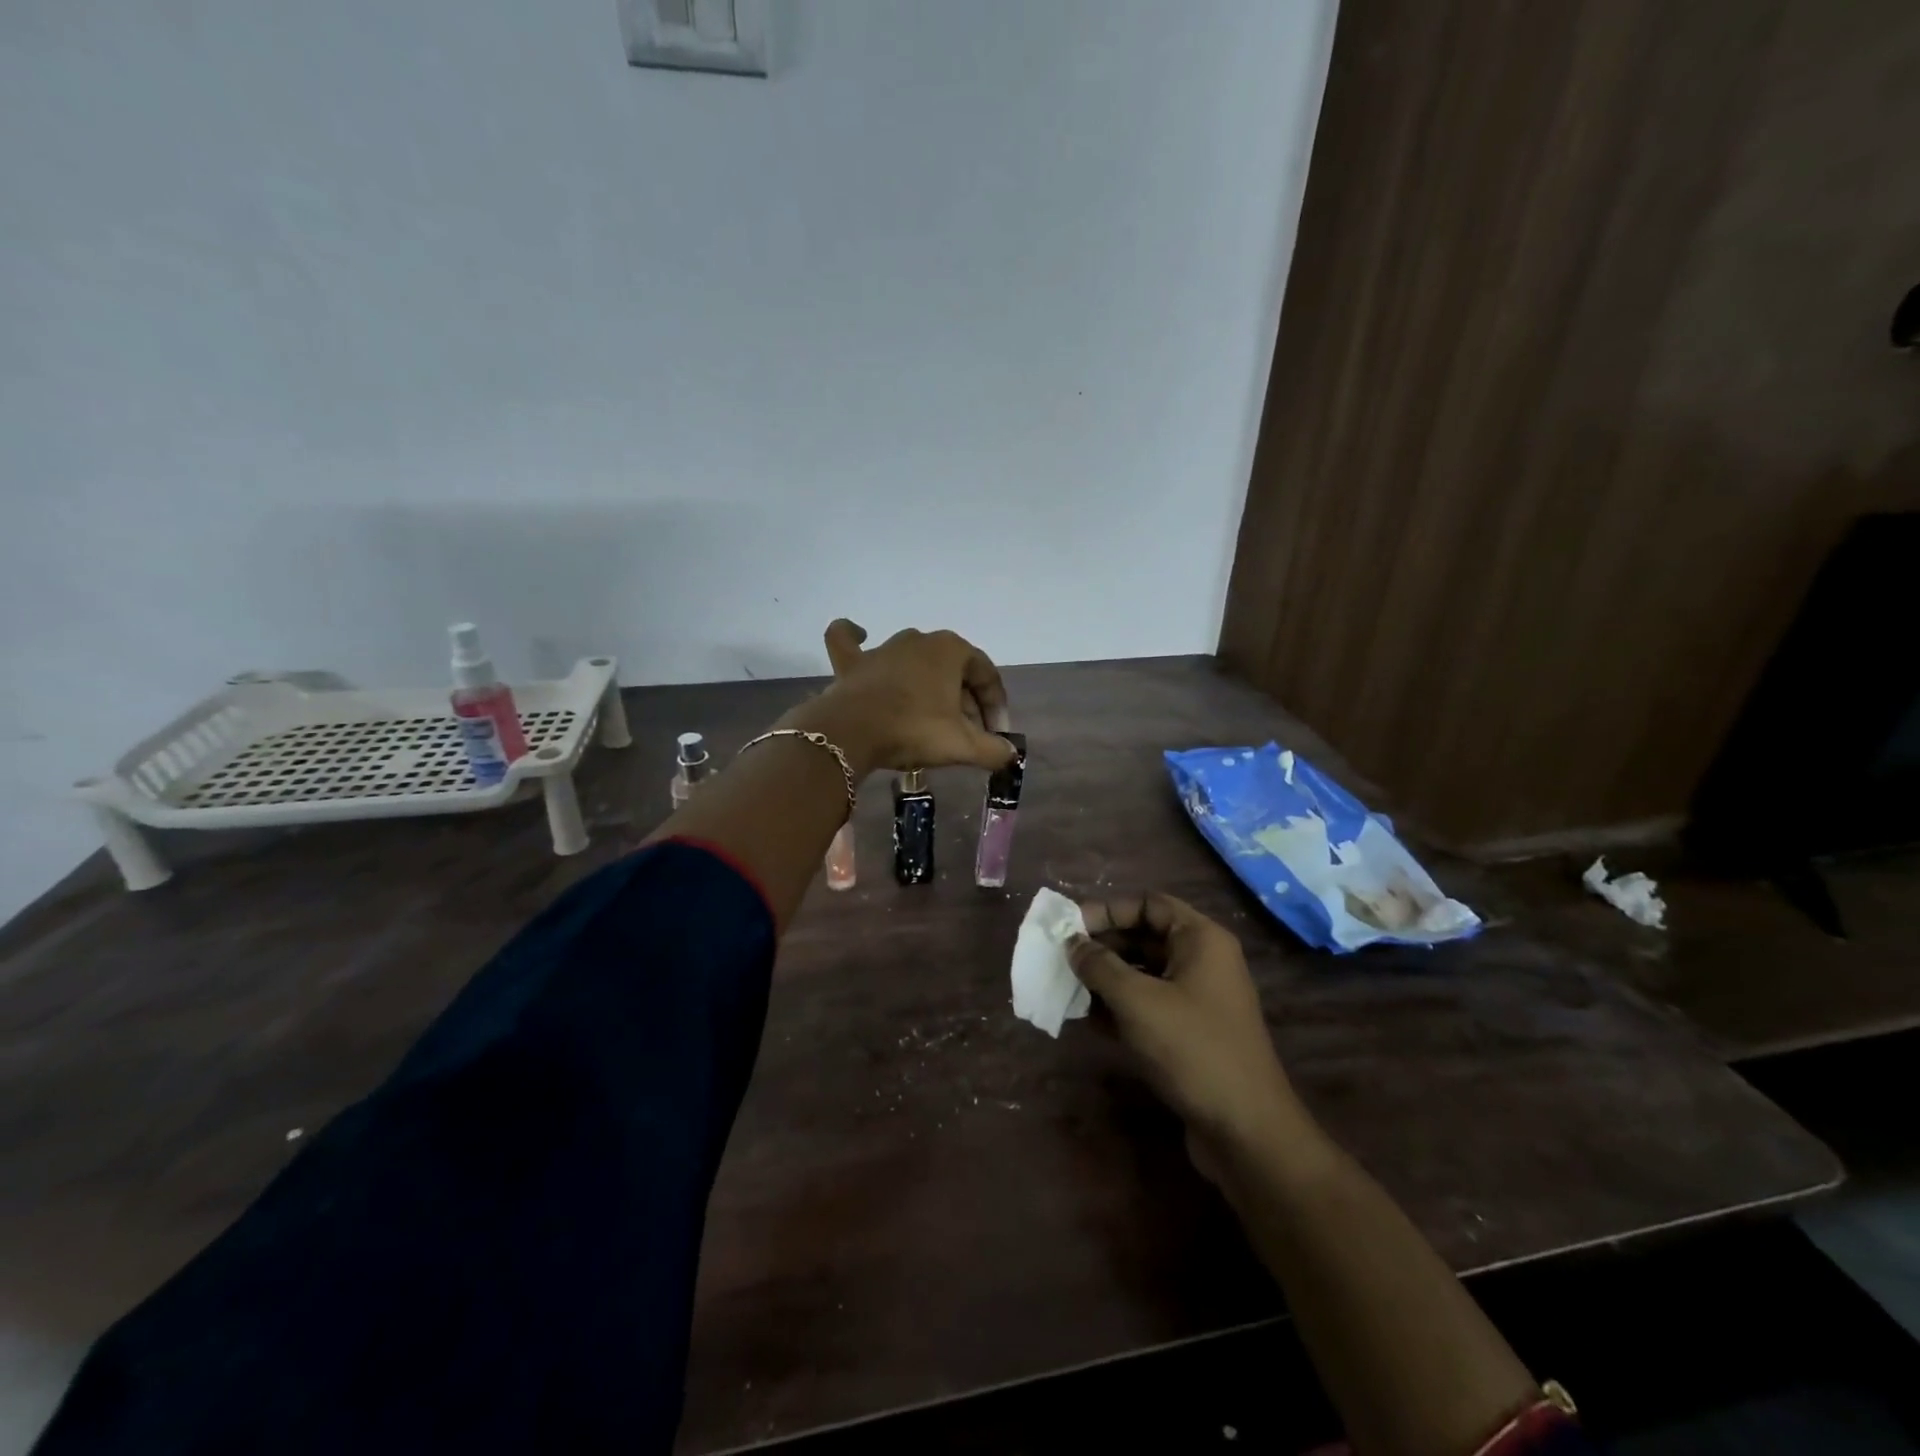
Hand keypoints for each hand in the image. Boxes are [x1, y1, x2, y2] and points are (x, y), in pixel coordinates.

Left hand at [784, 620, 1014, 775]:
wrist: (852, 733)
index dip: (996, 707)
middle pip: (953, 671)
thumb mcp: (963, 745)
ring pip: (915, 663)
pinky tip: (861, 635)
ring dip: (930, 687)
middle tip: (969, 736)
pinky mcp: (853, 663)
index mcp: (951, 649)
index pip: (986, 675)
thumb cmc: (915, 730)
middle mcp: (919, 640)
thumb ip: (993, 749)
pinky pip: (850, 642)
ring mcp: (883, 648)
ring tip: (935, 719)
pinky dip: (854, 637)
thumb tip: (1010, 754)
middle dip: (966, 703)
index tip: (997, 736)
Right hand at [1068, 894, 1298, 1153]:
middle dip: (1102, 945)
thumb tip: (1072, 943)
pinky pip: (1149, 1005)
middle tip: (1062, 957)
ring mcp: (1199, 999)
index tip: (1070, 926)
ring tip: (1067, 987)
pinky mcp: (1191, 1033)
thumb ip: (1100, 966)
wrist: (1246, 1131)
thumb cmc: (1192, 1049)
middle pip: (1145, 936)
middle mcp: (1203, 961)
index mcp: (1201, 939)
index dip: (1108, 910)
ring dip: (1106, 978)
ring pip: (1144, 973)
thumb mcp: (1137, 1001)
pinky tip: (1088, 1020)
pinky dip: (1120, 1007)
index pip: (1148, 904)